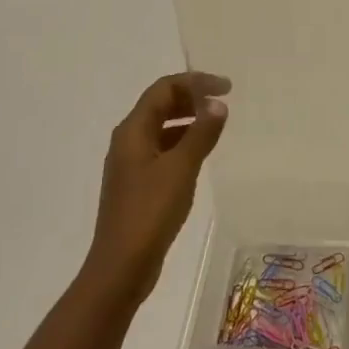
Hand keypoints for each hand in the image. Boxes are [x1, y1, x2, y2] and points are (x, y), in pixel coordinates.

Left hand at [81, 72, 230, 305]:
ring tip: (216, 125)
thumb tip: (218, 104)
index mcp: (133, 131)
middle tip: (223, 103)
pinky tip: (200, 155)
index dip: (195, 82)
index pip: (164, 89)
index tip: (227, 88)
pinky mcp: (137, 184)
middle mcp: (127, 141)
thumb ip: (201, 133)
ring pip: (161, 128)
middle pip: (160, 105)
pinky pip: (162, 149)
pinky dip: (183, 142)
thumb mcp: (181, 168)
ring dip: (188, 120)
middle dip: (191, 98)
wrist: (121, 266)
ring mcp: (131, 164)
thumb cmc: (150, 212)